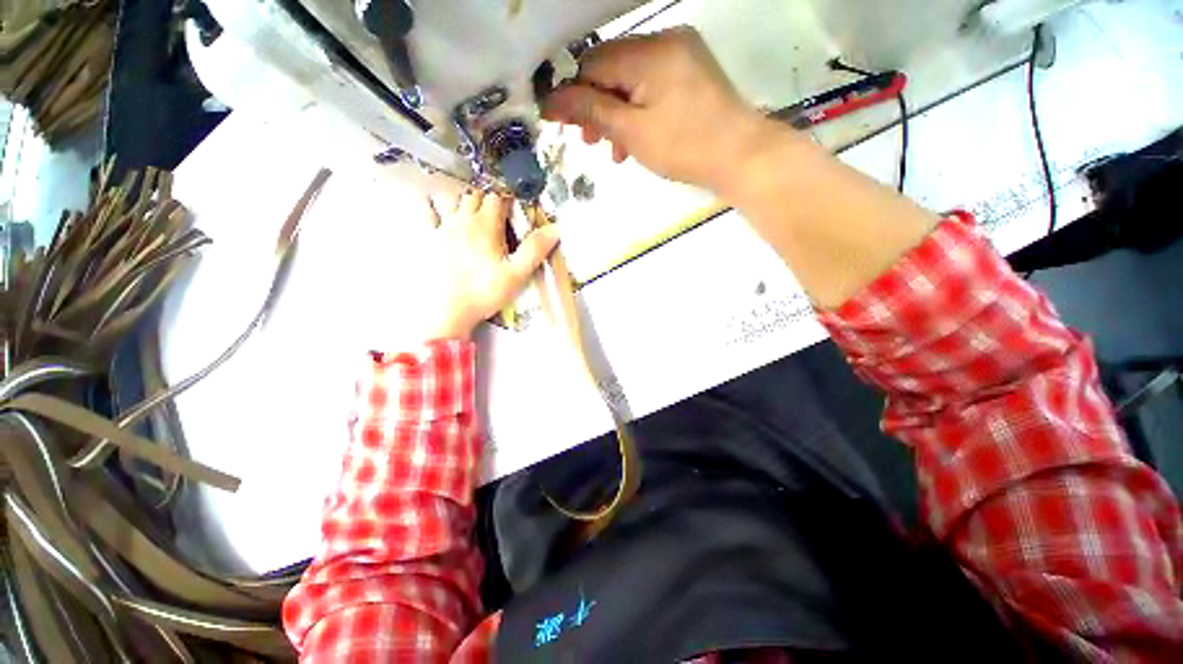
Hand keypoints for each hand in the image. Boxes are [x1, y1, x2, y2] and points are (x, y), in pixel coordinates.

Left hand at [423, 190, 558, 340]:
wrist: (447, 311)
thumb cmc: (485, 292)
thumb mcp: (517, 274)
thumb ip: (535, 249)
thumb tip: (556, 228)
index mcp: (486, 225)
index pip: (497, 199)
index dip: (507, 202)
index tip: (514, 213)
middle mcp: (463, 220)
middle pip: (475, 196)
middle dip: (487, 201)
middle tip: (497, 218)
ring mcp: (442, 227)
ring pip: (452, 200)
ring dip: (464, 202)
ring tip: (472, 215)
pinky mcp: (428, 239)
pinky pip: (427, 212)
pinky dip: (433, 206)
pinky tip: (438, 212)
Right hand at [542, 27, 769, 191]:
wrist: (740, 156)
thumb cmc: (684, 147)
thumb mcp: (632, 131)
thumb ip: (591, 110)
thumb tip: (552, 100)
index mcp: (649, 51)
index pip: (593, 62)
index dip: (575, 94)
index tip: (567, 126)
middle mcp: (665, 39)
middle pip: (613, 68)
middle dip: (598, 106)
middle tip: (592, 142)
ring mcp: (682, 53)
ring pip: (632, 79)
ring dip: (618, 112)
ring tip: (615, 149)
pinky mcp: (691, 70)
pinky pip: (652, 84)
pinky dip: (639, 109)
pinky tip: (636, 138)